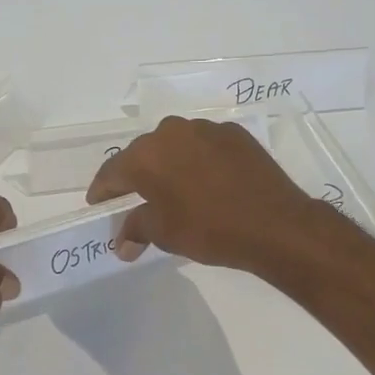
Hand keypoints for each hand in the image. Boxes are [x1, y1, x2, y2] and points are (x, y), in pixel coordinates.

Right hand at [87, 117, 326, 273]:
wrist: (276, 224)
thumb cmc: (208, 229)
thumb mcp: (164, 233)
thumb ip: (135, 230)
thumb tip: (122, 245)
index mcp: (146, 155)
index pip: (111, 172)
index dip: (102, 192)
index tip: (98, 206)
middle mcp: (171, 132)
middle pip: (142, 154)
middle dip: (135, 177)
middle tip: (133, 200)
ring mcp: (205, 129)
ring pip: (174, 146)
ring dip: (168, 165)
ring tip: (173, 190)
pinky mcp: (234, 134)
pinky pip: (203, 146)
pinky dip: (197, 162)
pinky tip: (206, 183)